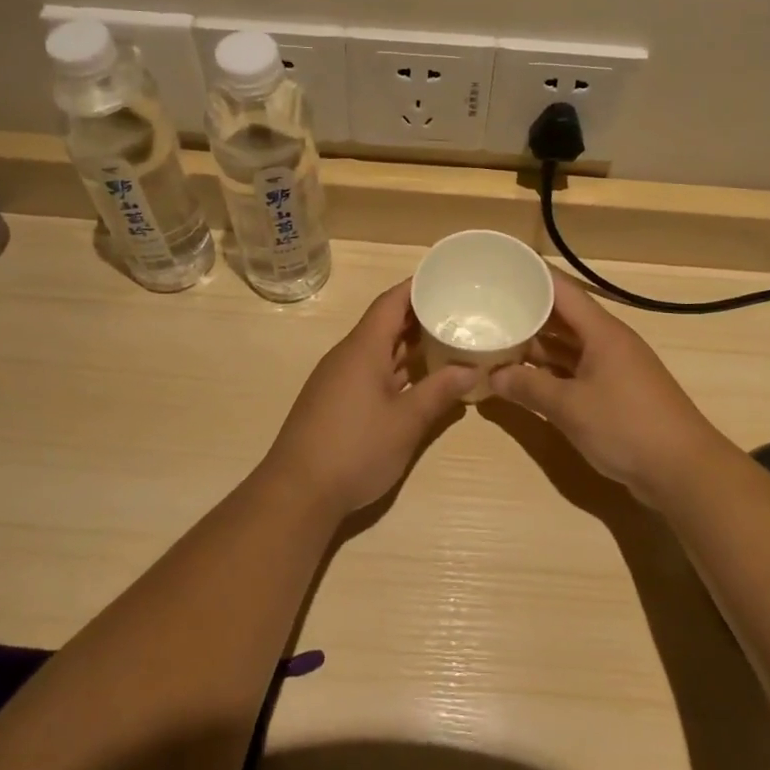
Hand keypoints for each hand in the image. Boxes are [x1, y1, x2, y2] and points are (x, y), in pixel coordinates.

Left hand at [265, 281, 476, 515]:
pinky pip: (371, 370)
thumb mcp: (406, 421)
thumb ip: (439, 391)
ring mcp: (339, 379)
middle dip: (419, 316)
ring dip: (409, 344)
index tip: (446, 278)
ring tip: (448, 339)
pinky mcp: (336, 401)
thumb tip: (471, 369)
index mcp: (363, 348)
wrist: (298, 492)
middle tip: (458, 310)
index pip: (391, 302)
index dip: (416, 286)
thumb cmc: (355, 448)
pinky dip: (397, 367)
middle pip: (385, 323)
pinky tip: (420, 378)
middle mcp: (348, 355)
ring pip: (379, 349)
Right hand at [487, 278, 729, 503]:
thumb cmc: (626, 426)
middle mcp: (608, 342)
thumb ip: (529, 388)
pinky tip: (524, 378)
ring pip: (567, 346)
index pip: (561, 289)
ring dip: (536, 345)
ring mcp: (613, 368)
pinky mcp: (615, 393)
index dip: (531, 276)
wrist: (683, 471)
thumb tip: (493, 376)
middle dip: (526, 312)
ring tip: (496, 341)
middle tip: (486, 309)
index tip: (498, 270)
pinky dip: (550, 372)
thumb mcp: (569, 407)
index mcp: (601, 331)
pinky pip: (575, 370)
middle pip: (562, 316)